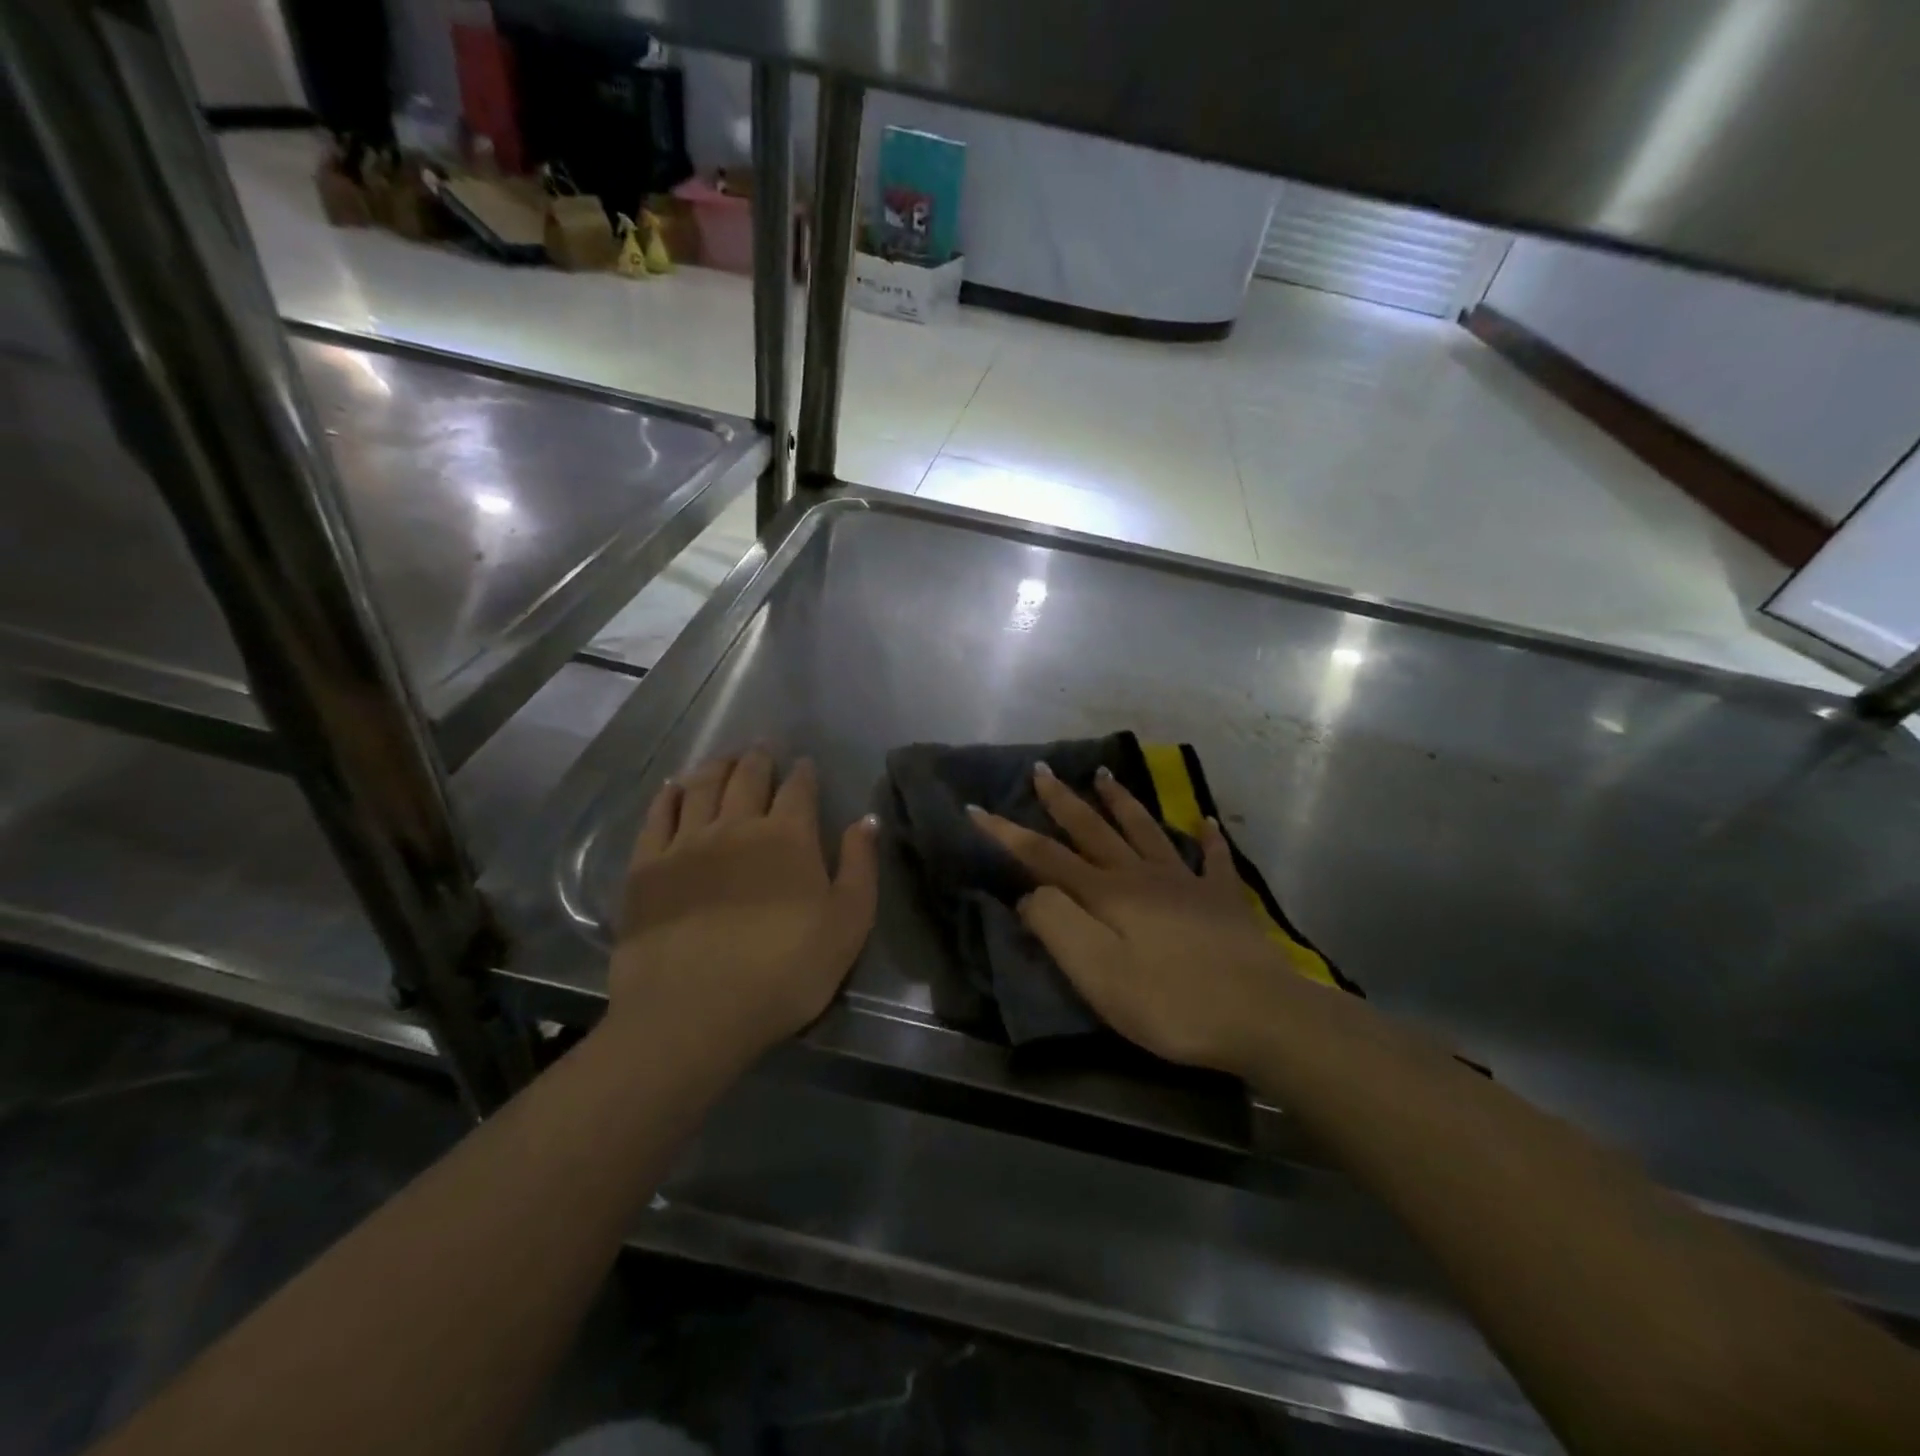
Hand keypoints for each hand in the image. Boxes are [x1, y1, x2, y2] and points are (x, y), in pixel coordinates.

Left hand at [609, 750, 878, 1065]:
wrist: (695, 1013)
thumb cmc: (785, 972)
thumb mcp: (847, 924)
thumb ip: (859, 866)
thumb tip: (866, 819)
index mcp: (787, 837)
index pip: (798, 789)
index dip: (803, 773)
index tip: (805, 763)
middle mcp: (736, 826)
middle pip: (747, 778)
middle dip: (759, 758)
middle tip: (763, 746)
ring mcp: (686, 844)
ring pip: (702, 787)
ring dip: (716, 766)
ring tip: (724, 756)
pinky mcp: (647, 868)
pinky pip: (658, 817)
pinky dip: (669, 795)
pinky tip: (674, 786)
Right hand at [970, 763, 1311, 1075]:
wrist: (1261, 1015)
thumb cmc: (1170, 1002)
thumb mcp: (1097, 973)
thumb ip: (1056, 926)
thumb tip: (1030, 893)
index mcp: (1106, 894)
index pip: (1044, 856)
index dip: (1006, 833)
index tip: (975, 809)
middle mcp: (1141, 876)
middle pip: (1093, 830)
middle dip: (1062, 801)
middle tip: (1042, 770)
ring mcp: (1186, 883)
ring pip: (1145, 831)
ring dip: (1121, 801)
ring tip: (1104, 774)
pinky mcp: (1223, 900)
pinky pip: (1213, 858)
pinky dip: (1206, 836)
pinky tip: (1203, 820)